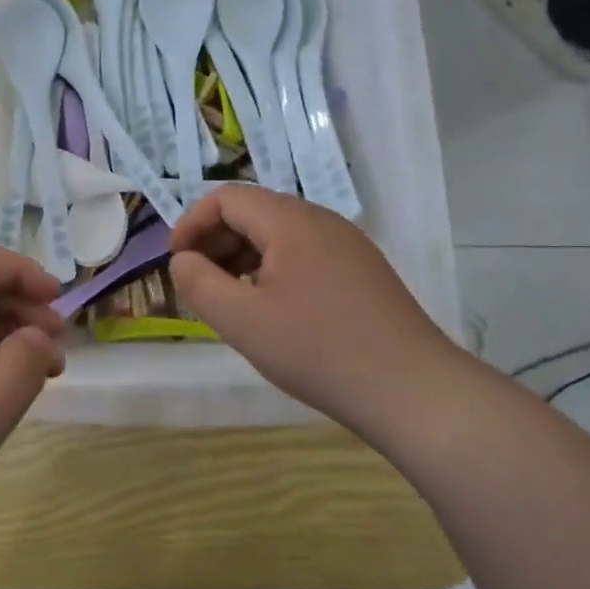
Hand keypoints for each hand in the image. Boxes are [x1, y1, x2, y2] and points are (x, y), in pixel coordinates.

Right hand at [170, 185, 468, 429]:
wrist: (411, 389)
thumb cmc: (318, 350)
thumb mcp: (242, 321)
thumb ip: (199, 284)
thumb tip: (183, 261)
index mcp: (290, 221)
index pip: (226, 198)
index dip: (192, 224)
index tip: (177, 263)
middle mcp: (321, 220)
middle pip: (254, 211)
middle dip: (216, 241)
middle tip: (199, 284)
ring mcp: (347, 244)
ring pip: (280, 234)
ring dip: (243, 257)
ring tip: (231, 299)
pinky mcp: (362, 270)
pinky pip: (305, 253)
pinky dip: (274, 269)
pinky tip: (273, 309)